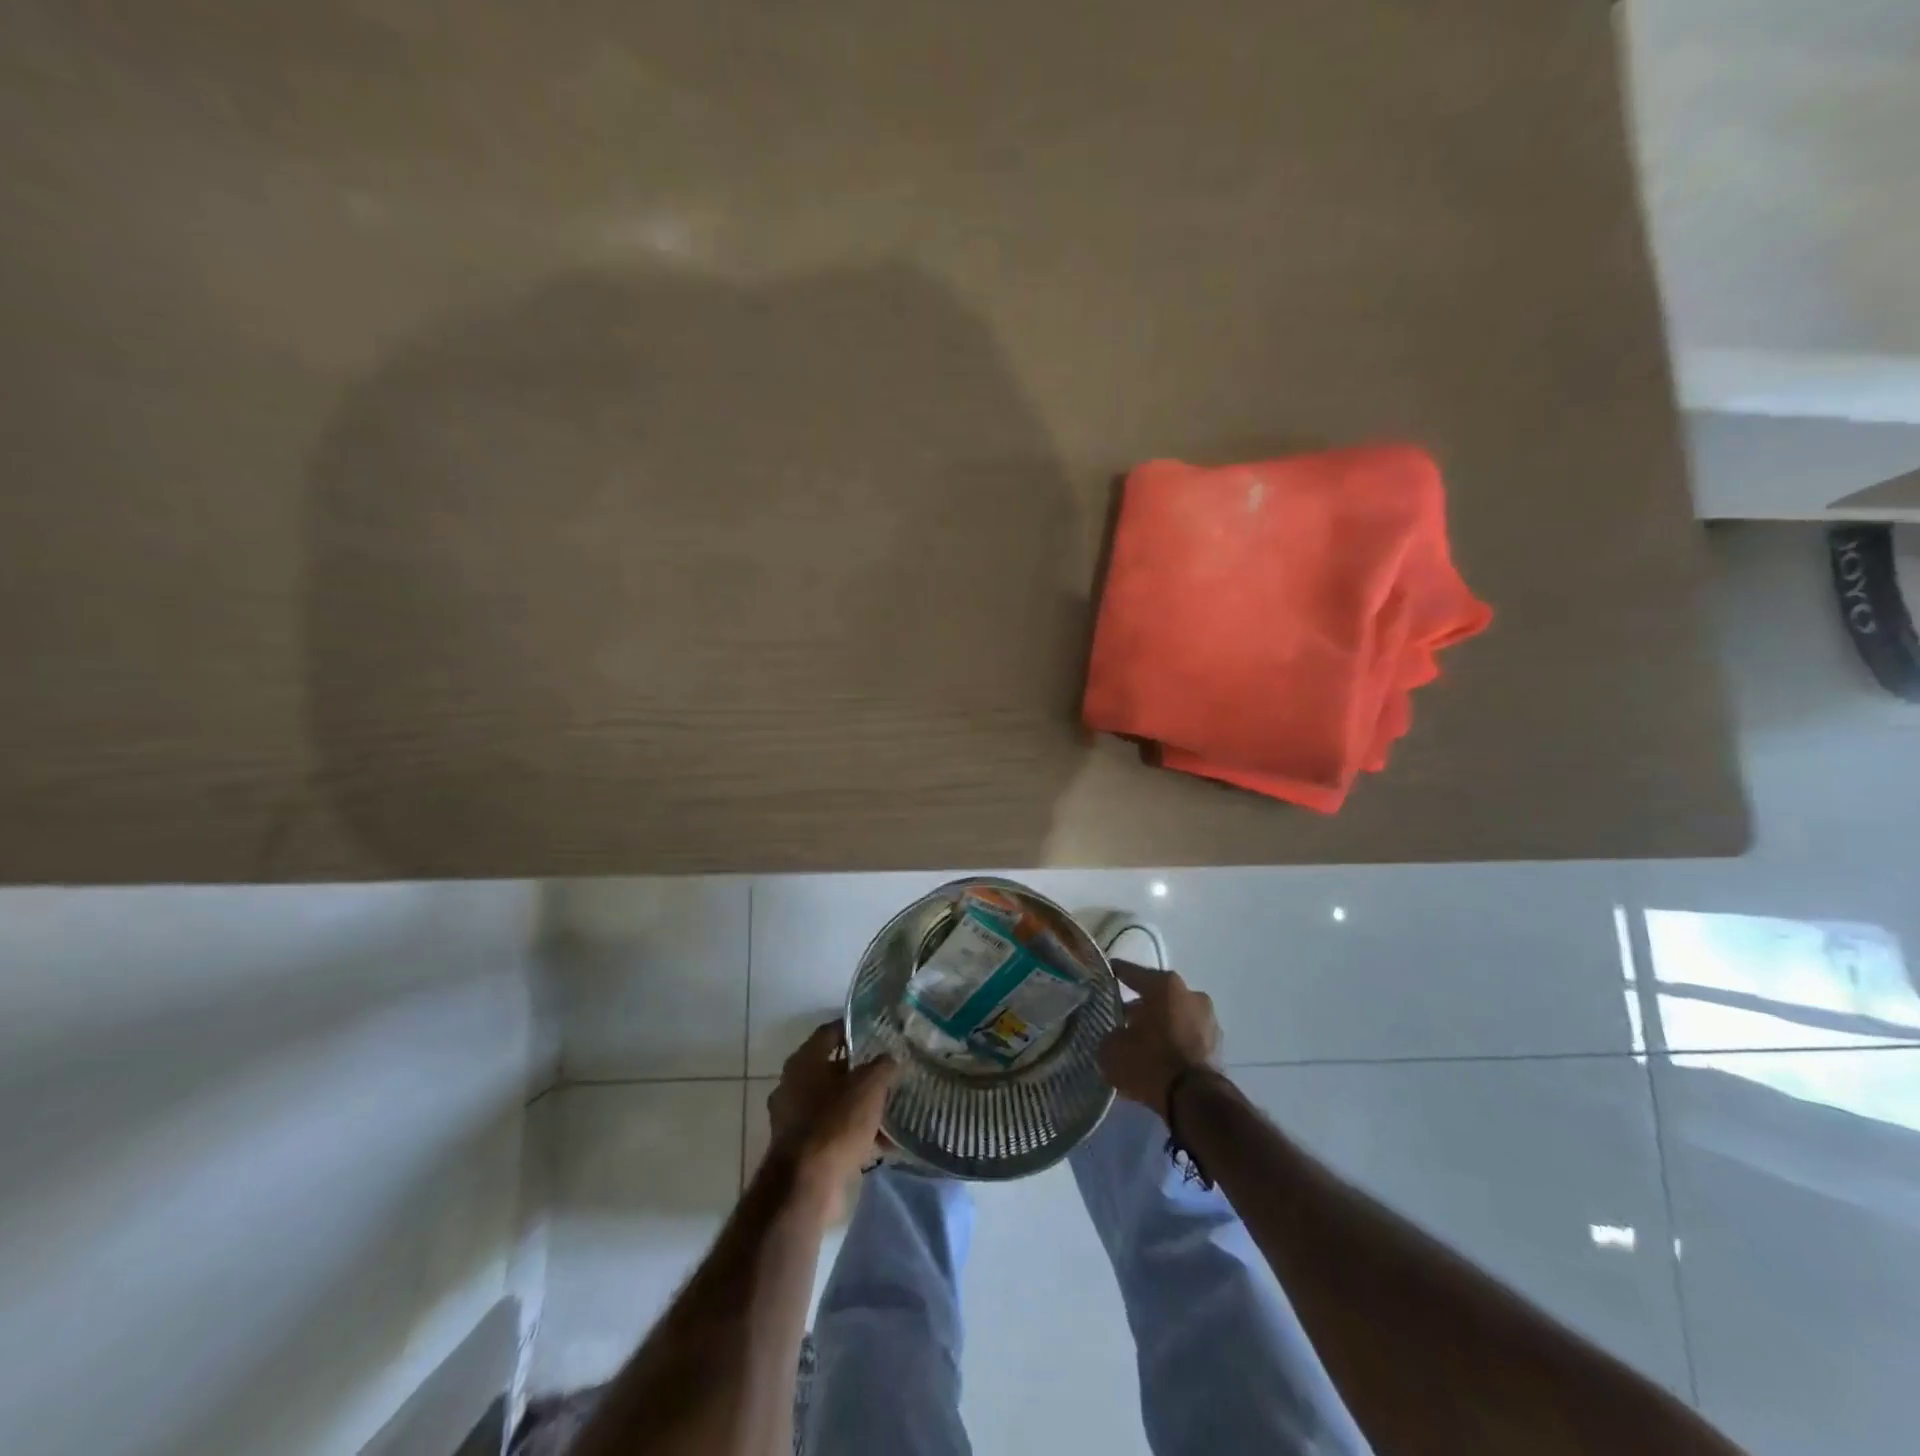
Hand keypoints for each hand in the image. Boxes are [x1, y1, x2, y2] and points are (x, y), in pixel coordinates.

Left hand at [767, 1022, 897, 1204]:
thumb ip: (883, 1066)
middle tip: (890, 1069)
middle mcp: (793, 1085)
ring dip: (860, 1105)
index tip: (879, 1030)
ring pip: (834, 1102)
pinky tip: (884, 1142)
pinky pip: (833, 1131)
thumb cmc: (835, 1123)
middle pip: (832, 1068)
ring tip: (892, 1107)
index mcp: (803, 1061)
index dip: (854, 1029)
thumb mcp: (869, 1087)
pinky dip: (855, 1133)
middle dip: (861, 1071)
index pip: (830, 1032)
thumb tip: (891, 1059)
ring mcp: (794, 1119)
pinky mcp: (802, 1149)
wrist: (806, 1186)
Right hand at [1098, 960, 1220, 1116]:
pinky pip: (1187, 1038)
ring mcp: (1209, 1020)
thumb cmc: (1150, 1062)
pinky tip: (1159, 1059)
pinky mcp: (1218, 1047)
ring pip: (1175, 1017)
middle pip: (1158, 996)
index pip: (1132, 972)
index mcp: (1164, 985)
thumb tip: (1114, 1036)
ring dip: (1160, 1026)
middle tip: (1121, 1019)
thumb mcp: (1112, 1049)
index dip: (1116, 973)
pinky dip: (1174, 1044)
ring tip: (1140, 1043)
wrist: (1195, 1101)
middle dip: (1140, 1006)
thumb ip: (1110, 1035)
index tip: (1105, 973)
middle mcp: (1191, 994)